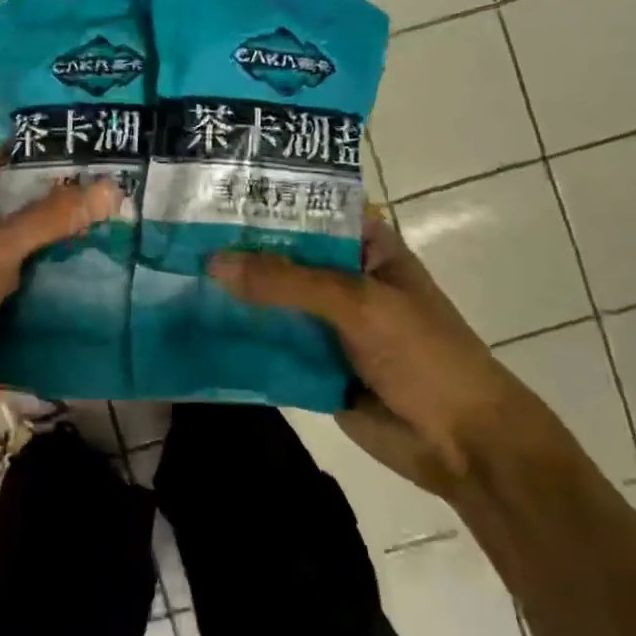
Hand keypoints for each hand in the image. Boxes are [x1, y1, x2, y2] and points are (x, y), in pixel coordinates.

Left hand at [0, 158, 119, 434]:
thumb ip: (50, 218)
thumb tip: (112, 187)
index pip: (14, 166)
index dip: (52, 153)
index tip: (103, 147)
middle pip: (40, 213)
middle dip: (81, 206)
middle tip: (136, 194)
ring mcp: (3, 278)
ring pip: (51, 255)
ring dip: (86, 250)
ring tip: (140, 233)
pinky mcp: (16, 317)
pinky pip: (55, 297)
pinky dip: (82, 293)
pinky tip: (124, 283)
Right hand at [209, 214, 547, 498]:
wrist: (462, 445)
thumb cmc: (424, 355)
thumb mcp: (358, 304)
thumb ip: (287, 281)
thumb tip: (213, 261)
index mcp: (365, 247)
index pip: (309, 208)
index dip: (266, 199)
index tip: (211, 189)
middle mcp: (342, 277)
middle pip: (282, 255)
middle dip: (237, 249)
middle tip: (176, 234)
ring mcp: (325, 322)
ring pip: (270, 300)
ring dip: (232, 293)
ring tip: (173, 273)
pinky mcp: (311, 362)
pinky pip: (268, 342)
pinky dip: (238, 336)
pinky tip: (192, 323)